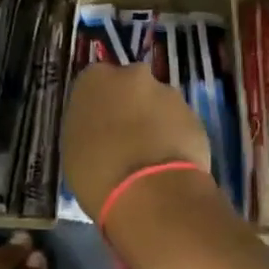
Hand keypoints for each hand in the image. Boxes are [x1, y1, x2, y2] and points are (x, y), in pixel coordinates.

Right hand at [60, 61, 214, 220]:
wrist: (151, 193)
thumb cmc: (97, 172)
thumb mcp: (73, 148)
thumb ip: (86, 126)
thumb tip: (98, 128)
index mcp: (95, 78)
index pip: (94, 82)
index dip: (98, 104)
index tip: (98, 125)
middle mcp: (133, 75)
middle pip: (130, 86)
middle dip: (129, 105)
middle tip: (124, 137)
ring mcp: (168, 93)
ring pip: (157, 103)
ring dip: (154, 121)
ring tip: (149, 156)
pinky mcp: (195, 115)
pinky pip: (179, 123)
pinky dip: (174, 137)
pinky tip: (168, 164)